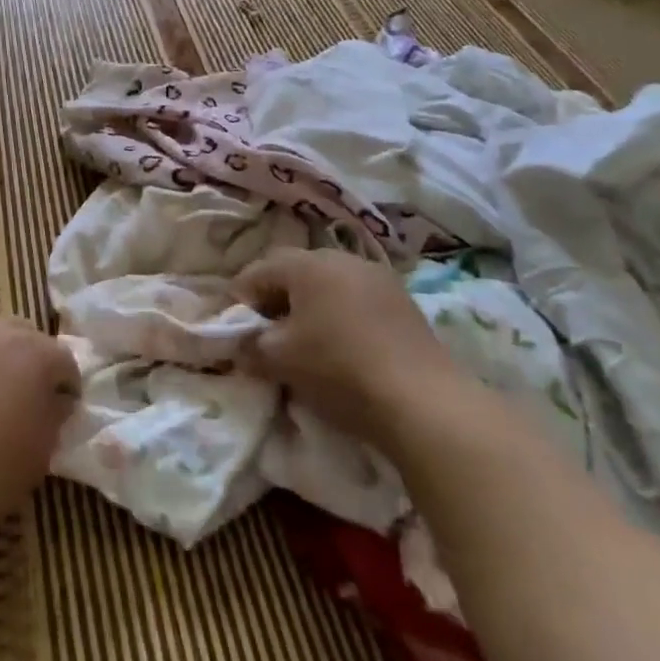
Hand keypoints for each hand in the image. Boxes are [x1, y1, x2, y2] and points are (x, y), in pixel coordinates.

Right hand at [234, 248, 469, 451]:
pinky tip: (344, 347)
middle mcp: (341, 258)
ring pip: (329, 284)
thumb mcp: (279, 360)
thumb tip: (239, 344)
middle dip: (276, 298)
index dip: (240, 299)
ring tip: (306, 342)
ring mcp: (378, 277)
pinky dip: (341, 316)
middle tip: (268, 334)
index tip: (235, 329)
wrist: (424, 402)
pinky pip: (357, 300)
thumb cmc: (338, 369)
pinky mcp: (404, 302)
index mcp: (306, 264)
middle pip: (295, 271)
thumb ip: (249, 345)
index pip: (258, 270)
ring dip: (311, 306)